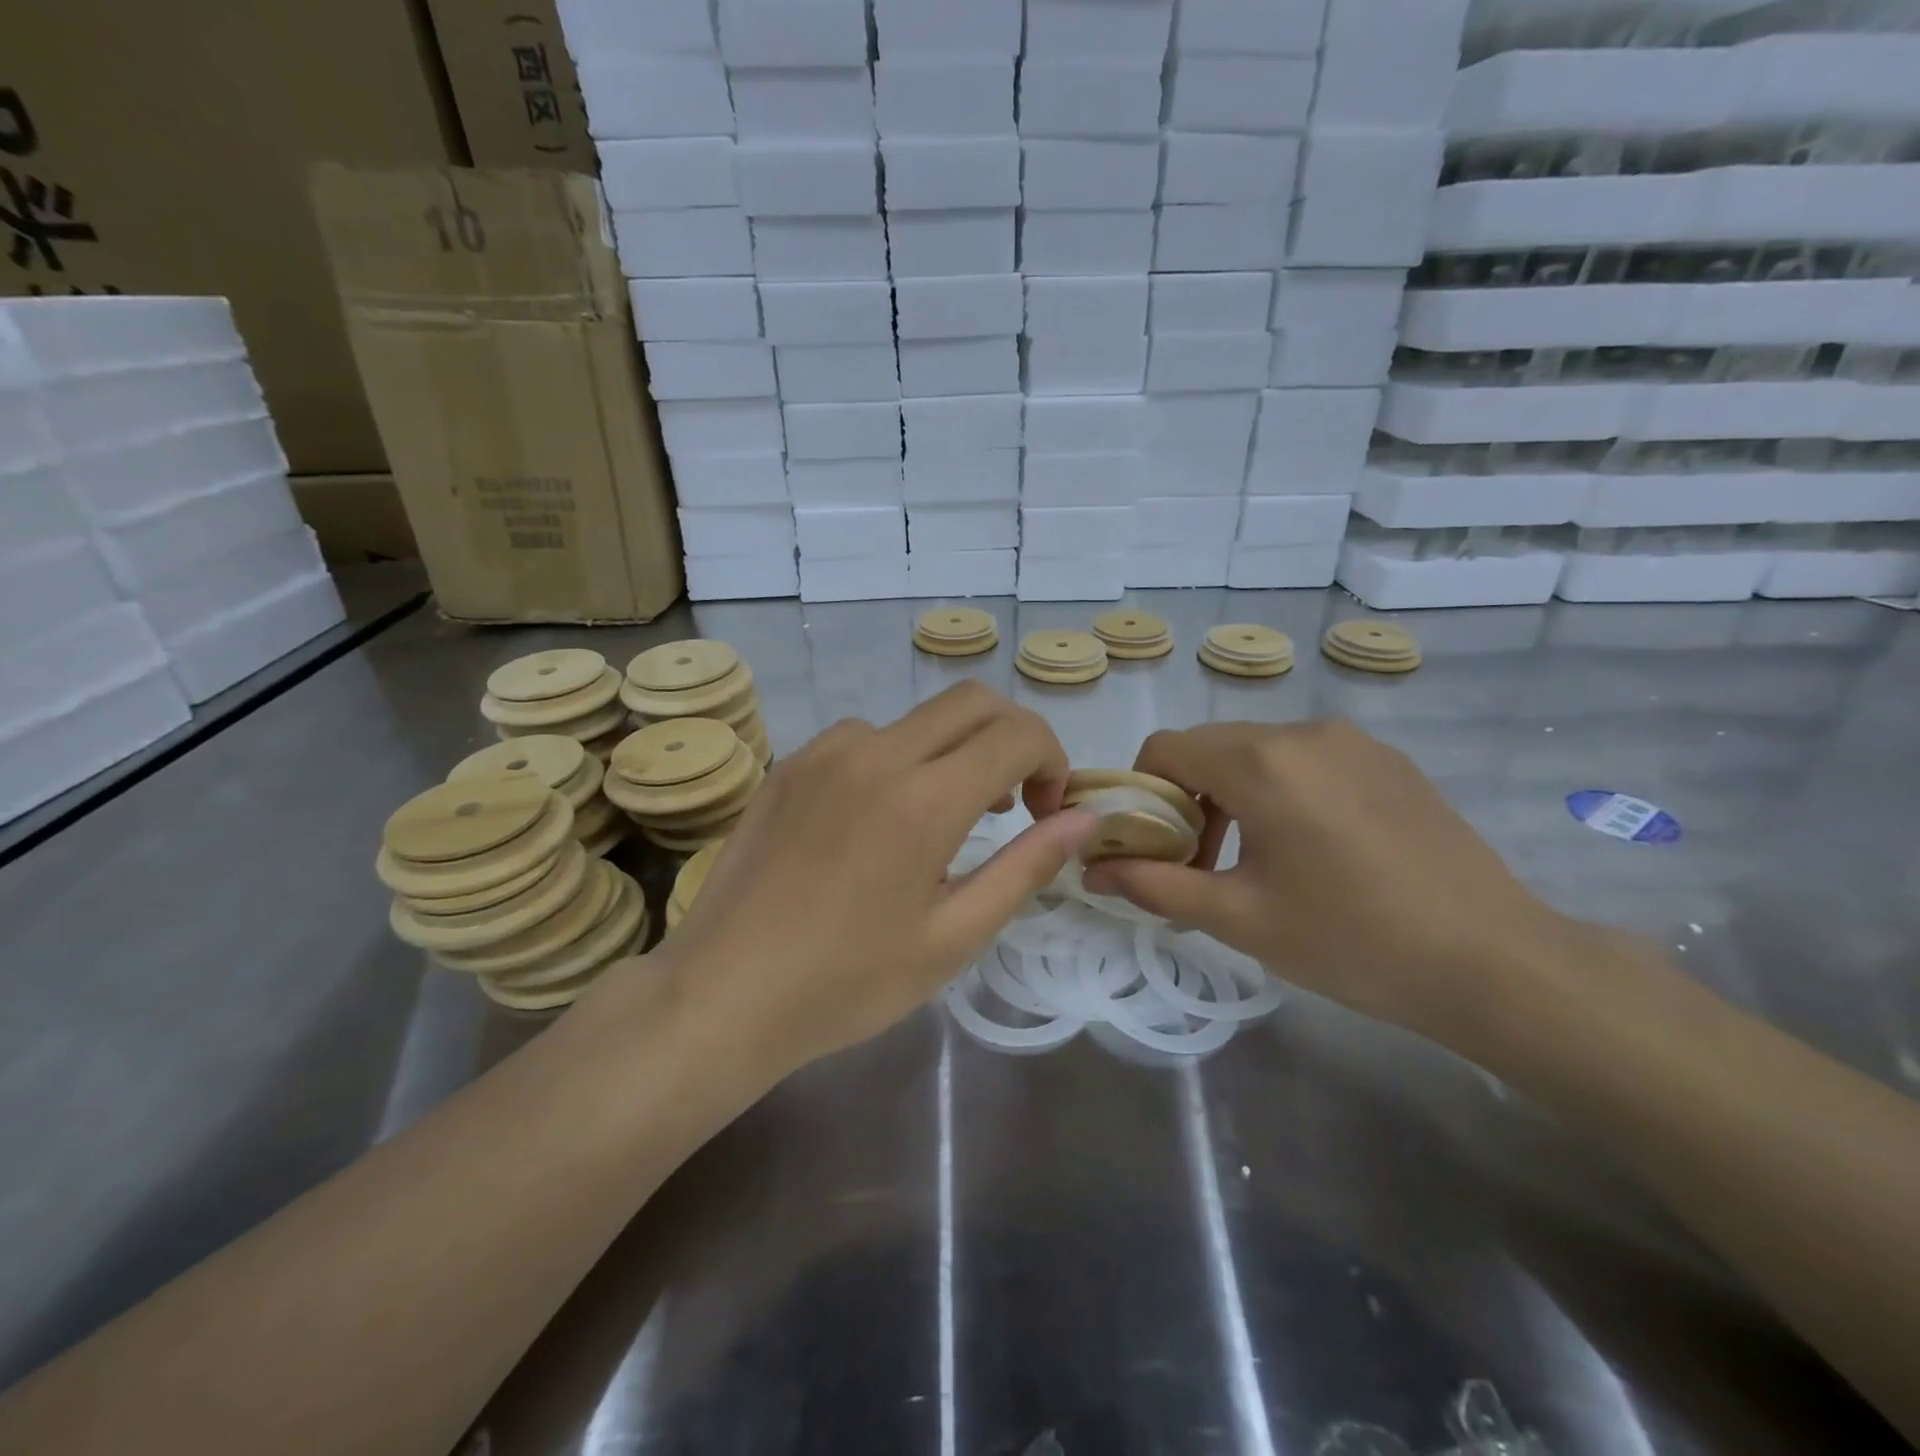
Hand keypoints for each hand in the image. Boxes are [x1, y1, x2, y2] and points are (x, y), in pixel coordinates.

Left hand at [627, 683, 1095, 1070]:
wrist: (724, 993)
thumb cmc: (848, 982)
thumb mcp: (954, 936)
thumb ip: (1026, 867)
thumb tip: (1085, 820)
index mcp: (923, 799)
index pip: (1017, 733)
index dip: (1052, 761)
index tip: (1045, 813)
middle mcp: (876, 753)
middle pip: (972, 701)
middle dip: (1012, 738)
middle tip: (1012, 803)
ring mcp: (825, 751)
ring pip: (919, 719)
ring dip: (953, 751)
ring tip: (943, 820)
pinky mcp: (791, 762)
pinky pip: (865, 737)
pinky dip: (899, 759)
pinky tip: (880, 820)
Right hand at [1082, 720, 1586, 1039]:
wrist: (1496, 963)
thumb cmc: (1352, 941)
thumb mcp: (1239, 918)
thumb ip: (1154, 885)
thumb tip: (1091, 869)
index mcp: (1261, 762)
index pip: (1164, 747)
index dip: (1141, 792)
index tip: (1155, 847)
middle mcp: (1303, 731)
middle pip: (1210, 747)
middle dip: (1187, 799)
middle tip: (1203, 865)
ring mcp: (1352, 740)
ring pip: (1258, 752)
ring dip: (1233, 795)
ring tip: (1256, 861)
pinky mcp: (1387, 759)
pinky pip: (1306, 759)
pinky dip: (1281, 790)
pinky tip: (1313, 849)